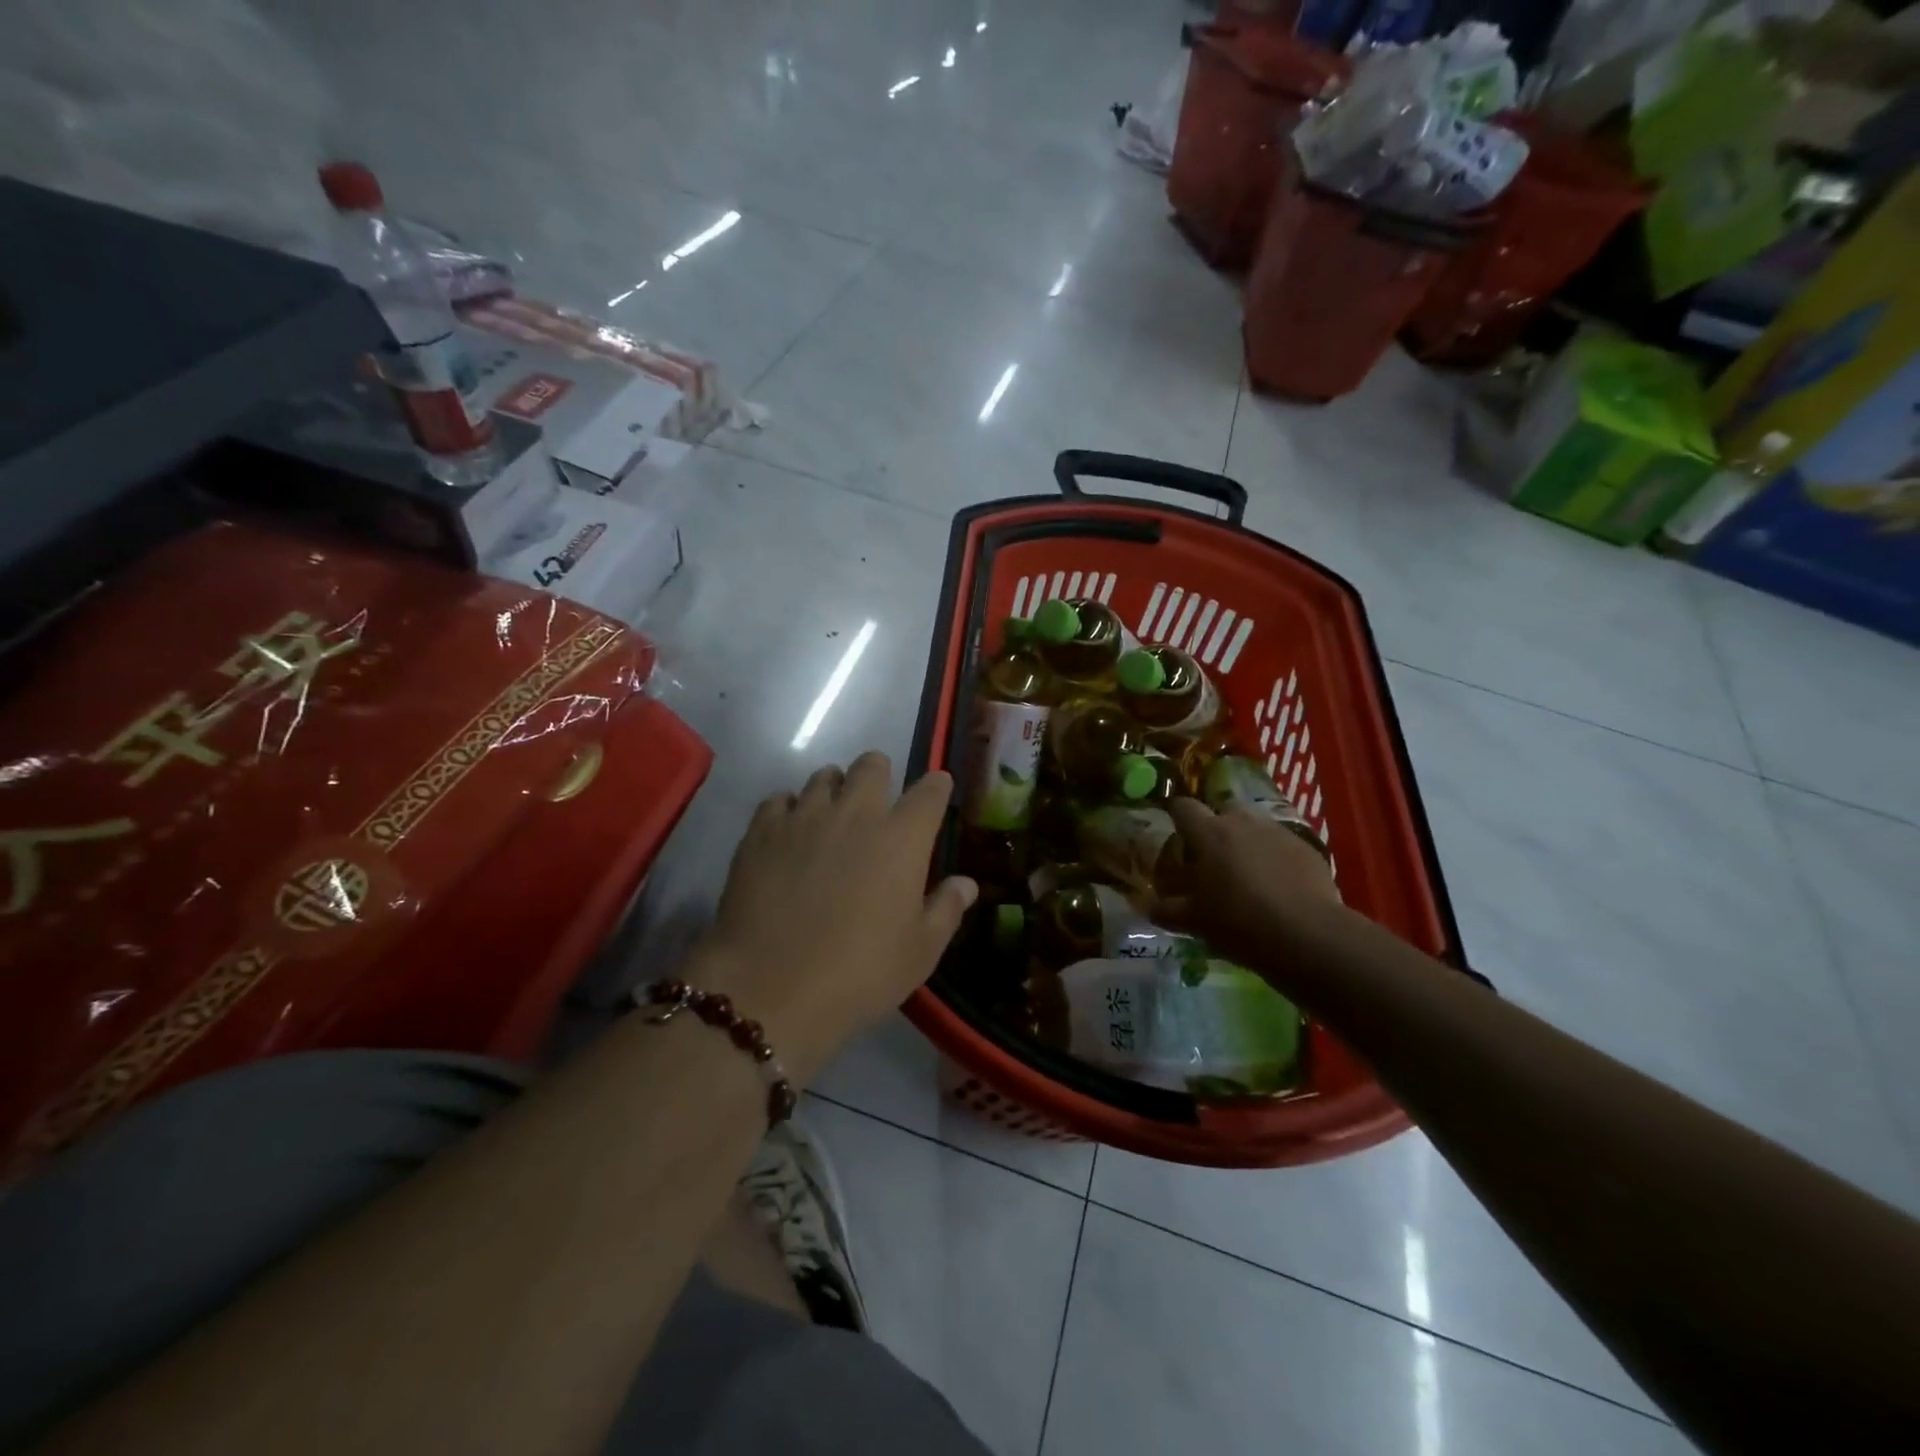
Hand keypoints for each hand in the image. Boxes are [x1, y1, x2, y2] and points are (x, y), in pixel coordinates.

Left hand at [693, 752, 976, 1081]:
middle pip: (872, 765)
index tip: (937, 791)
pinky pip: (779, 800)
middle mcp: (855, 813)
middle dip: (880, 774)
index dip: (936, 786)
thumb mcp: (920, 952)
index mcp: (902, 838)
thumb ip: (946, 909)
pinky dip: (790, 810)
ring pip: (823, 776)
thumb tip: (966, 883)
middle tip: (878, 802)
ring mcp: (804, 817)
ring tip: (831, 818)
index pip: (929, 791)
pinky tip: (789, 835)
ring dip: (834, 789)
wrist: (770, 988)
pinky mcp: (761, 831)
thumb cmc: (860, 972)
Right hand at [1155, 797, 1342, 985]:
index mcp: (1209, 833)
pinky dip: (1275, 857)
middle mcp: (1243, 823)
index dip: (1176, 814)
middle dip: (1216, 824)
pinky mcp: (1307, 849)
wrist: (1307, 935)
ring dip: (1247, 839)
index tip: (1173, 828)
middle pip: (1223, 808)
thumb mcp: (1194, 922)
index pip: (1183, 807)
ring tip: (1246, 870)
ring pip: (1255, 825)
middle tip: (1211, 854)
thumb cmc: (1239, 923)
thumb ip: (1168, 911)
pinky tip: (1277, 884)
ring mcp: (1278, 833)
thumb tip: (1149, 908)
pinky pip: (1282, 844)